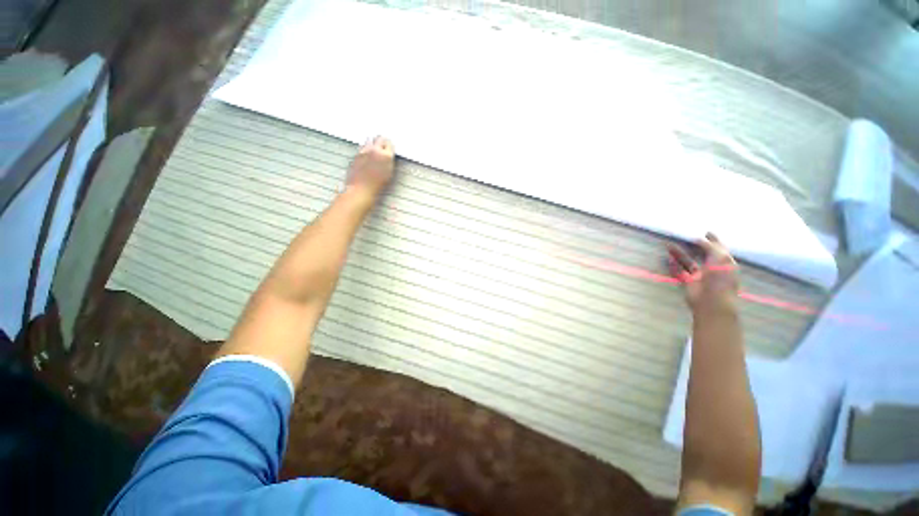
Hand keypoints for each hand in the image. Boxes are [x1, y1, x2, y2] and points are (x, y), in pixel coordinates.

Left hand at [346, 136, 394, 199]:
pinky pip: (362, 147)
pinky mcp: (356, 154)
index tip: (389, 148)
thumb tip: (388, 155)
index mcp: (386, 156)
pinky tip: (366, 156)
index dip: (390, 146)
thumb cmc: (376, 186)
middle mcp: (375, 150)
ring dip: (372, 143)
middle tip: (383, 146)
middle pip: (379, 138)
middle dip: (381, 141)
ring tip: (374, 150)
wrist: (361, 189)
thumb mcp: (389, 174)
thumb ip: (388, 161)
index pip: (389, 143)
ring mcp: (364, 151)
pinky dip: (365, 149)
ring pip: (369, 140)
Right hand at [667, 232, 738, 313]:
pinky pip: (679, 271)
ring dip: (679, 254)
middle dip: (695, 246)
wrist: (712, 301)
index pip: (719, 249)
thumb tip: (699, 239)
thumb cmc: (721, 279)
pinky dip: (673, 265)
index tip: (706, 232)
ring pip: (688, 262)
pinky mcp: (689, 282)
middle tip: (685, 237)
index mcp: (725, 263)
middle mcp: (713, 269)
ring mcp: (700, 276)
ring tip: (668, 245)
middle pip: (703, 254)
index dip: (714, 240)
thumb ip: (711, 247)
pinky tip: (668, 258)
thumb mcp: (720, 258)